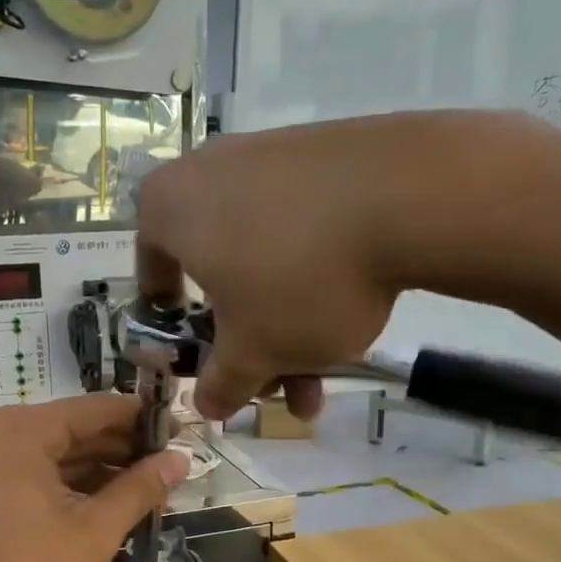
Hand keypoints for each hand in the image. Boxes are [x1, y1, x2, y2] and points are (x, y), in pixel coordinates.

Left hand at [0, 395, 189, 561]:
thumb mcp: (93, 534)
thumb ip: (139, 490)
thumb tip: (181, 459)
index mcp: (21, 432)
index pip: (96, 409)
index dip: (143, 420)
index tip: (183, 432)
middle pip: (75, 434)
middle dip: (126, 454)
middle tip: (174, 473)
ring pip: (57, 463)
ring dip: (103, 480)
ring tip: (151, 499)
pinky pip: (36, 485)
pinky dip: (73, 497)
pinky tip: (110, 517)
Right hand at [137, 111, 544, 418]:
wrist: (409, 195)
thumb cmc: (298, 277)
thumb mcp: (254, 351)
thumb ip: (222, 383)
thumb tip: (206, 405)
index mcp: (169, 208)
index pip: (151, 273)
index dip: (170, 324)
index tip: (195, 352)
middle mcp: (211, 172)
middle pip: (219, 276)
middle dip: (249, 342)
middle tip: (276, 386)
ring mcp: (272, 157)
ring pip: (266, 261)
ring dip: (289, 325)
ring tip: (324, 377)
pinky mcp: (325, 156)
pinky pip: (303, 229)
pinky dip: (316, 278)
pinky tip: (350, 319)